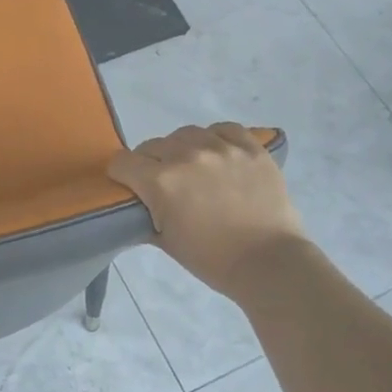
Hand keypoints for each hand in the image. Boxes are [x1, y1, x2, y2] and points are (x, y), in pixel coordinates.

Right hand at [108, 123, 305, 301]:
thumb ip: (145, 216)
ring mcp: (222, 148)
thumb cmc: (213, 260)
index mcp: (161, 181)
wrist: (269, 263)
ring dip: (182, 148)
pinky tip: (219, 155)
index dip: (122, 175)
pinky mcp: (251, 148)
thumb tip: (137, 205)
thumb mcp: (166, 242)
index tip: (131, 187)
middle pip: (152, 145)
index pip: (122, 162)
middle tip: (165, 185)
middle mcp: (187, 156)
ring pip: (186, 133)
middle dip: (150, 164)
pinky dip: (216, 138)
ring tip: (193, 168)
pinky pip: (224, 129)